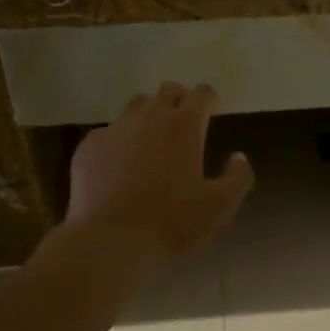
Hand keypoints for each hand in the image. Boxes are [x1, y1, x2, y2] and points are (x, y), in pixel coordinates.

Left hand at [64, 83, 253, 272]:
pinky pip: (109, 132)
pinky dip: (121, 140)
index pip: (202, 93)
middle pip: (168, 91)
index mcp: (184, 126)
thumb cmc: (171, 221)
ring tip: (153, 139)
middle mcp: (150, 117)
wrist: (111, 239)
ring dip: (150, 114)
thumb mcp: (220, 206)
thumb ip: (238, 177)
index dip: (210, 99)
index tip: (214, 111)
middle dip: (180, 100)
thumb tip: (239, 157)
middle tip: (185, 122)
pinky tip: (121, 165)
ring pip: (136, 106)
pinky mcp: (90, 145)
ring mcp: (116, 128)